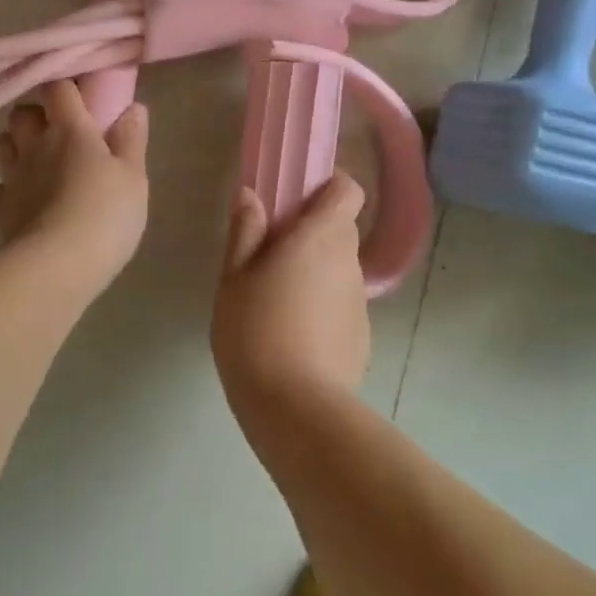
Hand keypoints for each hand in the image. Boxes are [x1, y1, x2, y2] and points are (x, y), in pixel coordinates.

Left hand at [0, 80, 149, 297]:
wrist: (57, 264)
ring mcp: (11, 178)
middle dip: (35, 116)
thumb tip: (133, 108)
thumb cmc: (105, 214)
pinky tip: (22, 203)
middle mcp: (34, 146)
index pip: (58, 89)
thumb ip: (131, 140)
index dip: (66, 88)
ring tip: (37, 163)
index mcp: (69, 130)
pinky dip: (5, 191)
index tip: (81, 97)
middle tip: (57, 132)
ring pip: (1, 145)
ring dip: (16, 146)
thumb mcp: (133, 177)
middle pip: (20, 113)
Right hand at [212, 175, 368, 406]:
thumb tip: (252, 195)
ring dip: (315, 271)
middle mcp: (348, 262)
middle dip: (312, 231)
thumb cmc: (255, 331)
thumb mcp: (234, 278)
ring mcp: (359, 302)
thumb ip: (245, 232)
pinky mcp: (361, 336)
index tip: (296, 198)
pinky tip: (293, 334)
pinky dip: (322, 306)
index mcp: (321, 237)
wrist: (295, 408)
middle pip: (341, 229)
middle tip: (270, 252)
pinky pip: (340, 304)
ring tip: (276, 300)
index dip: (327, 187)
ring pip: (339, 269)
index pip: (348, 190)